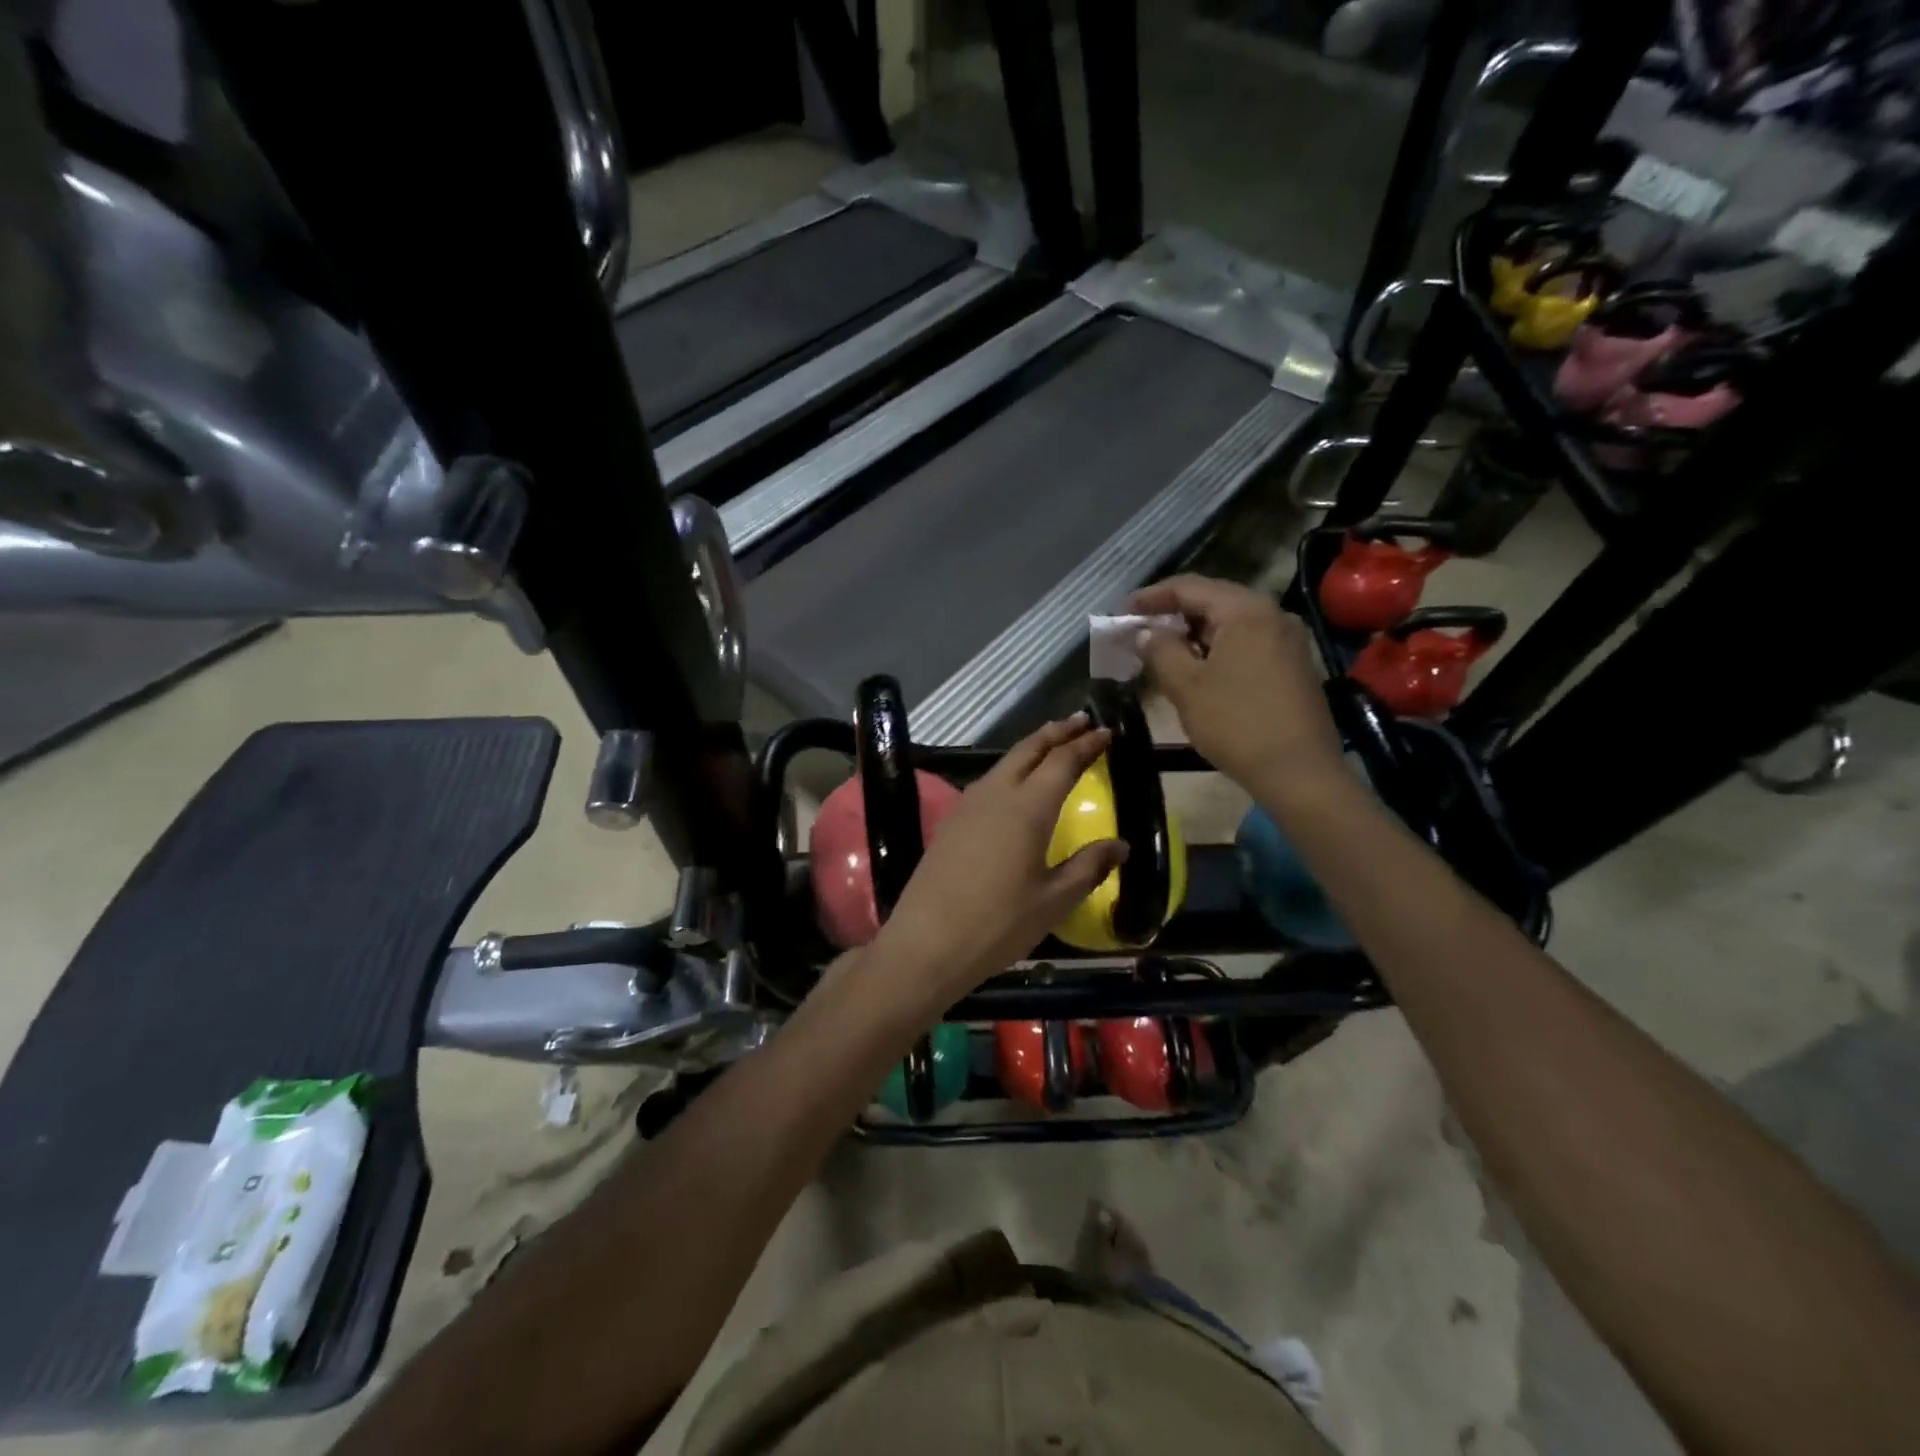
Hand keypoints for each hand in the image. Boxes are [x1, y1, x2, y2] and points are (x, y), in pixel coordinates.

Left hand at [869, 715, 1126, 1005]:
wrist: (927, 942)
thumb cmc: (998, 924)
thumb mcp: (1053, 901)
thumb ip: (1089, 867)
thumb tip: (1120, 845)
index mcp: (1027, 808)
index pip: (1062, 762)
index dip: (1086, 745)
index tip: (1106, 732)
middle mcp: (996, 795)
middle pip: (1028, 750)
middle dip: (1056, 732)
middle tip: (1080, 722)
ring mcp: (968, 805)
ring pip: (1004, 763)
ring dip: (1031, 749)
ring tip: (1051, 746)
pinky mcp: (951, 822)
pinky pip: (987, 782)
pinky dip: (1010, 770)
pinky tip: (1015, 787)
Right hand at [1132, 575, 1345, 803]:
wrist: (1299, 772)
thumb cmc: (1237, 724)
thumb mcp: (1186, 687)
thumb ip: (1160, 650)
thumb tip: (1145, 632)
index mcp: (1246, 610)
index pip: (1189, 587)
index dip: (1151, 597)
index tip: (1121, 612)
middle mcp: (1272, 614)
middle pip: (1213, 600)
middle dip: (1172, 613)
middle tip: (1139, 629)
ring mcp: (1287, 639)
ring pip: (1230, 622)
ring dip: (1193, 632)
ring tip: (1162, 648)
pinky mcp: (1293, 664)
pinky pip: (1247, 641)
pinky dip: (1216, 647)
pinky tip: (1197, 666)